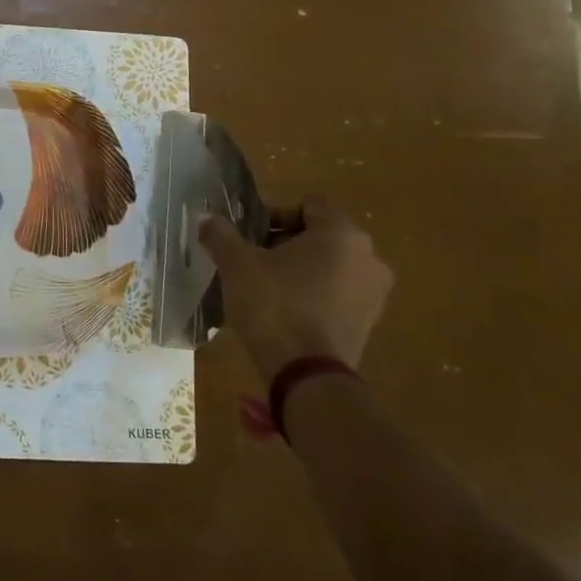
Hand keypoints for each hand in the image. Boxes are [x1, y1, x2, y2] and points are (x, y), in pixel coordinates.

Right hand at [199, 199, 392, 380]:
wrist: (307, 375)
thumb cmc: (274, 305)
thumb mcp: (236, 265)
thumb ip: (220, 234)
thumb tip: (205, 217)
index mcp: (342, 233)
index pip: (308, 205)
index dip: (274, 215)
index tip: (249, 237)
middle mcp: (369, 257)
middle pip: (321, 236)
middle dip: (285, 244)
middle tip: (253, 262)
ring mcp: (375, 292)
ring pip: (331, 266)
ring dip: (300, 270)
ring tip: (266, 289)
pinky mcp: (369, 322)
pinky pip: (338, 294)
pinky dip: (314, 295)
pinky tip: (285, 313)